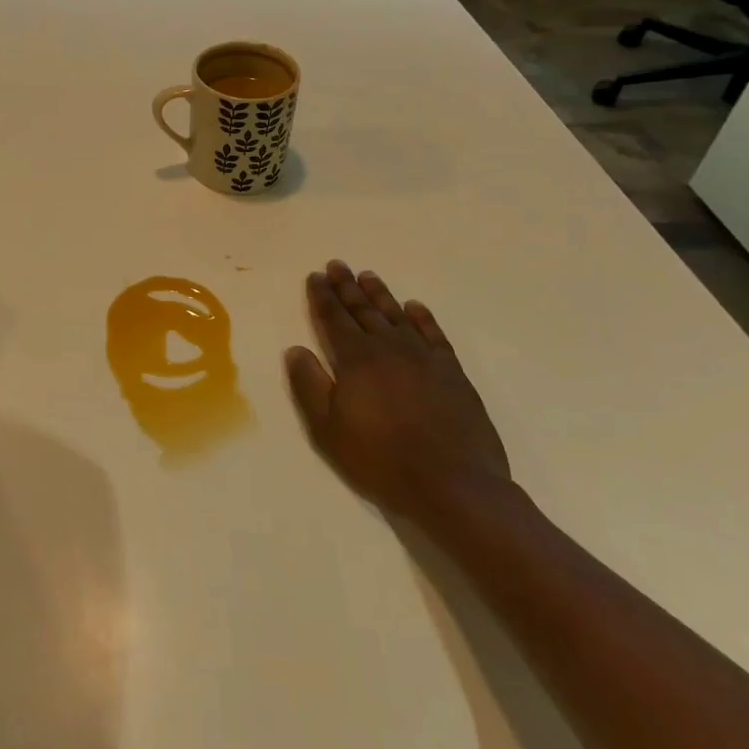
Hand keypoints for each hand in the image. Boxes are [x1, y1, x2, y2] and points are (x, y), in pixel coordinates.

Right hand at [285, 260, 509, 524]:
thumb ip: (309, 385)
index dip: (322, 297)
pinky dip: (423, 317)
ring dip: (380, 294)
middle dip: (346, 287)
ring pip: (396, 315)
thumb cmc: (381, 459)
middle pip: (363, 310)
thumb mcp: (328, 429)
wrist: (453, 484)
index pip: (333, 318)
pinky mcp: (452, 373)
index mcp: (355, 359)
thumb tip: (295, 349)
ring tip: (368, 275)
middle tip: (337, 265)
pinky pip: (433, 334)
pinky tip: (414, 307)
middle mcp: (388, 348)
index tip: (315, 276)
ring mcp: (423, 358)